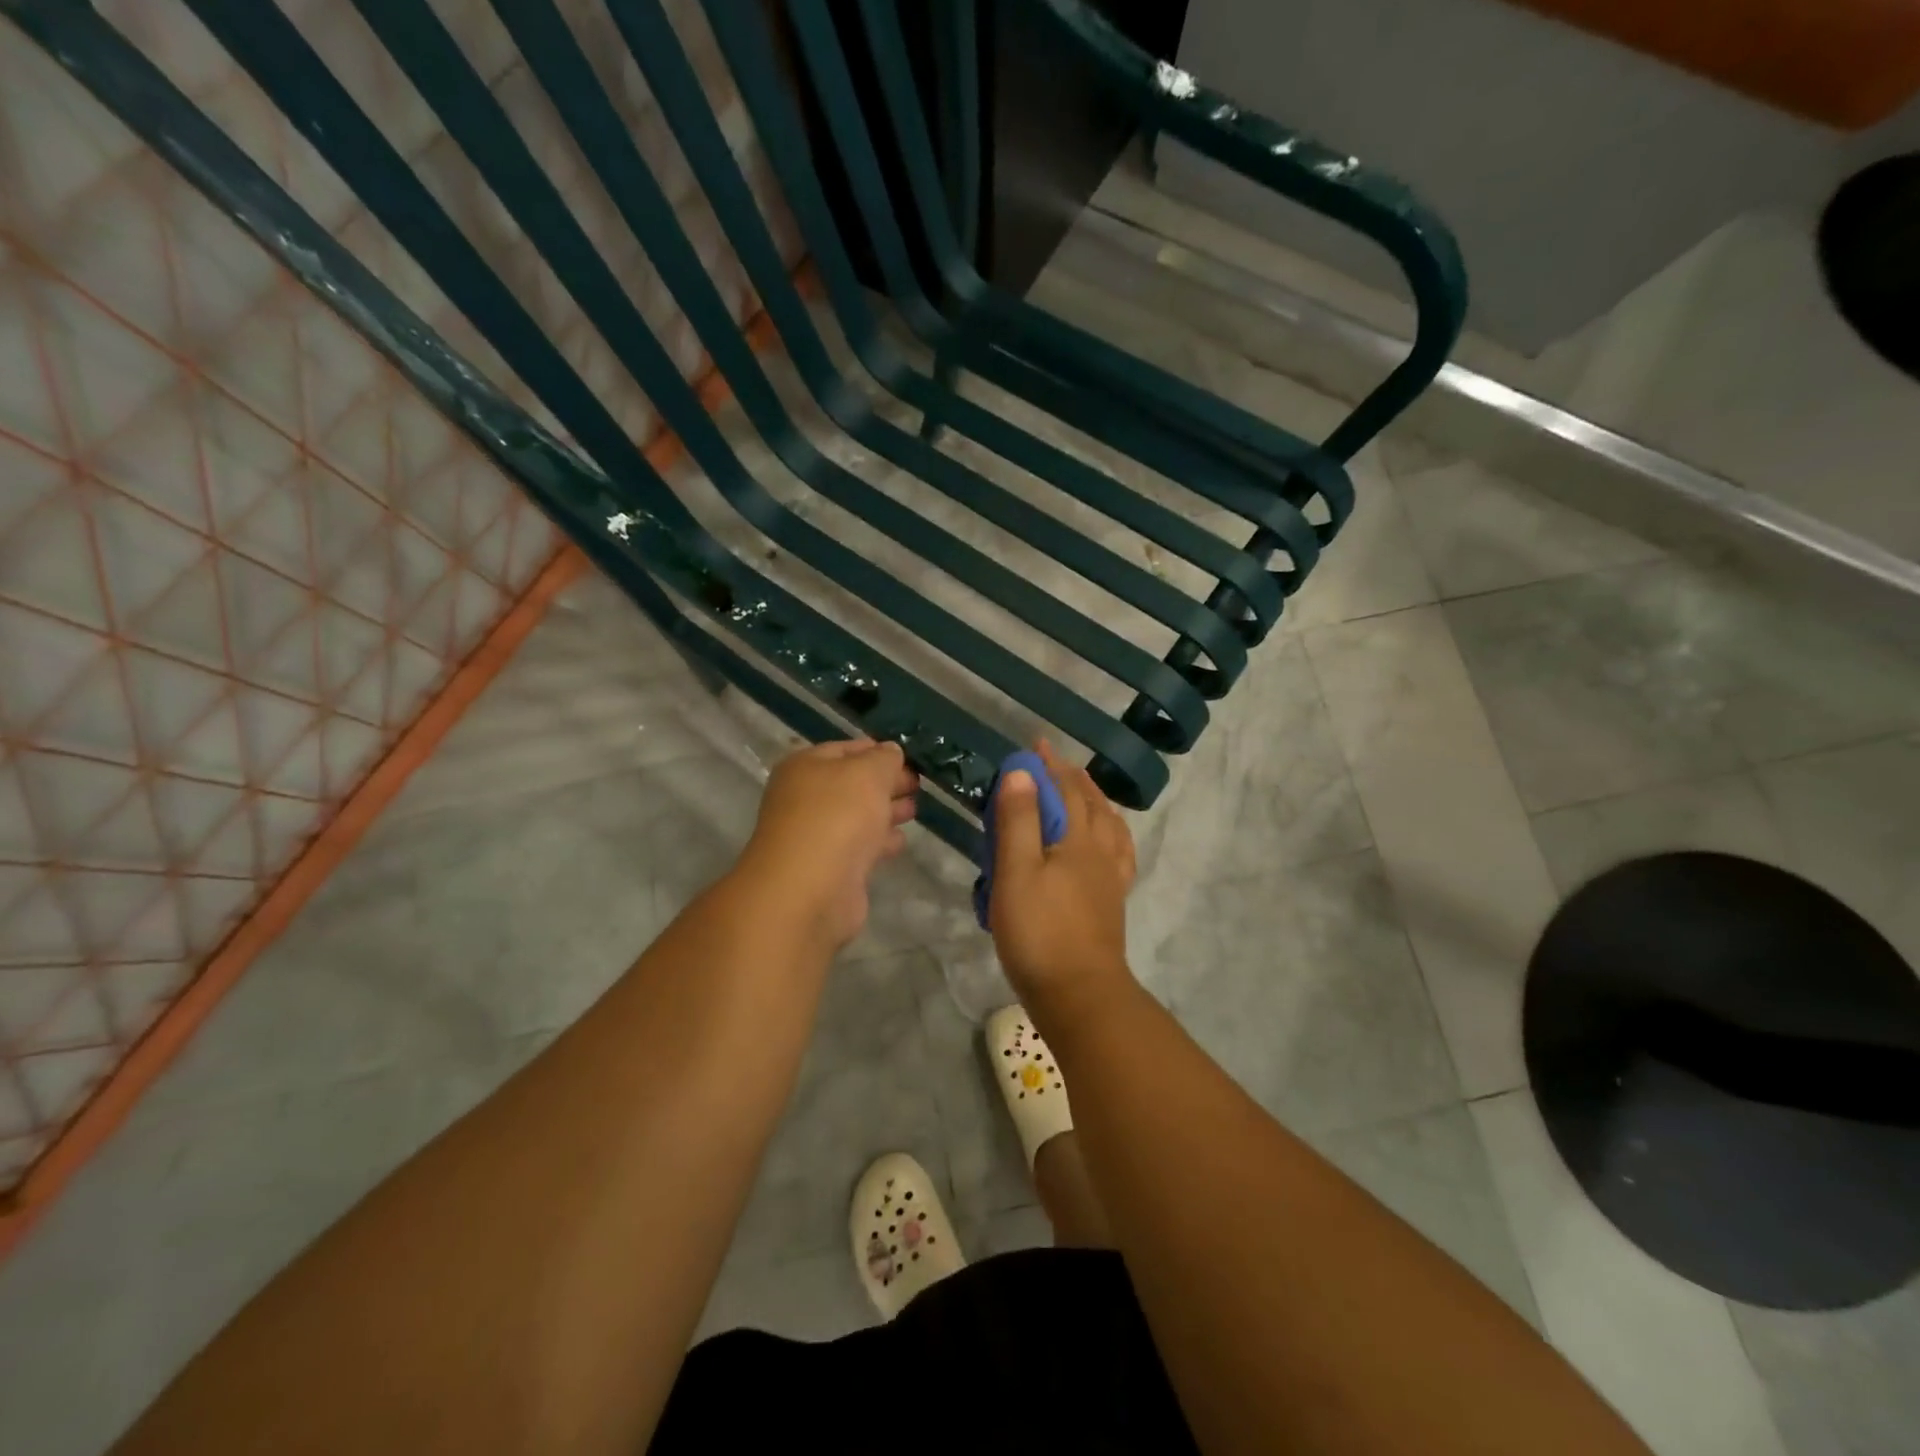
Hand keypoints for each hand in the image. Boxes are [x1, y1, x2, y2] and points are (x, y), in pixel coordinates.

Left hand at [737, 739, 918, 951]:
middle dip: (885, 783)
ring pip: (857, 816)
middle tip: (917, 784)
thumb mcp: (868, 773)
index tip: (908, 756)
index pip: (845, 749)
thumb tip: (891, 752)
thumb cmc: (837, 817)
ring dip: (885, 811)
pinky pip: (860, 846)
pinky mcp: (830, 868)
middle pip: (852, 784)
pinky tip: (901, 840)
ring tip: (914, 809)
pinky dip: (880, 841)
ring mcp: (816, 836)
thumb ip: (884, 758)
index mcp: (805, 767)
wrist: (810, 889)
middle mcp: (805, 798)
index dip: (877, 750)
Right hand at [989, 741, 1136, 1007]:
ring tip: (1084, 792)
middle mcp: (1100, 852)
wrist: (1079, 994)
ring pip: (1110, 827)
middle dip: (1071, 779)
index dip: (1049, 766)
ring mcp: (1110, 879)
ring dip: (1096, 802)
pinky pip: (1118, 854)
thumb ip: (1019, 820)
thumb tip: (1021, 772)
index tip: (1035, 745)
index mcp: (1077, 840)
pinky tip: (1106, 843)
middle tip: (1053, 763)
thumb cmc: (1040, 931)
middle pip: (1091, 805)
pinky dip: (1112, 835)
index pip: (1066, 791)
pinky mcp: (1111, 902)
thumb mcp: (1016, 872)